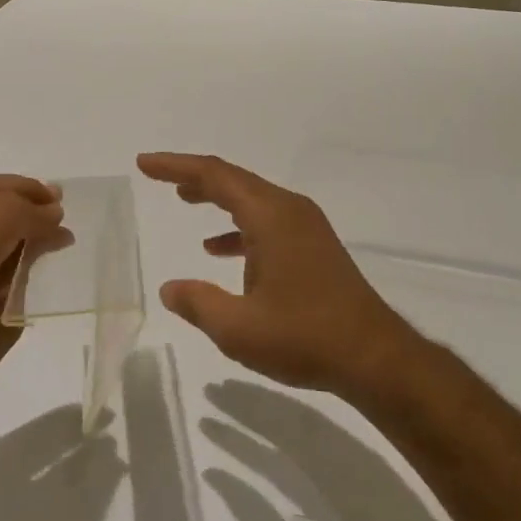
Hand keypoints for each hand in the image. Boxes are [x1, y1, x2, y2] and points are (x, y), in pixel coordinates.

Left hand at [0, 175, 63, 438]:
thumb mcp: (1, 330)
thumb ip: (23, 276)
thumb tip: (48, 239)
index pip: (6, 213)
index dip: (39, 211)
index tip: (62, 223)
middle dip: (22, 188)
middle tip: (53, 200)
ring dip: (2, 199)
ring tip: (35, 213)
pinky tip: (3, 236)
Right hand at [136, 153, 422, 398]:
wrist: (375, 358)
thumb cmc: (305, 337)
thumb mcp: (238, 328)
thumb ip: (198, 303)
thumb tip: (169, 289)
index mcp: (270, 216)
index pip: (215, 176)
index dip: (176, 166)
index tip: (145, 163)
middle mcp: (289, 210)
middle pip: (234, 180)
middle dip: (194, 176)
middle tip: (159, 176)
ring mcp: (306, 227)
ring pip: (251, 199)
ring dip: (217, 198)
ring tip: (184, 200)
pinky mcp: (313, 246)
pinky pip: (267, 222)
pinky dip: (238, 228)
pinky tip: (218, 251)